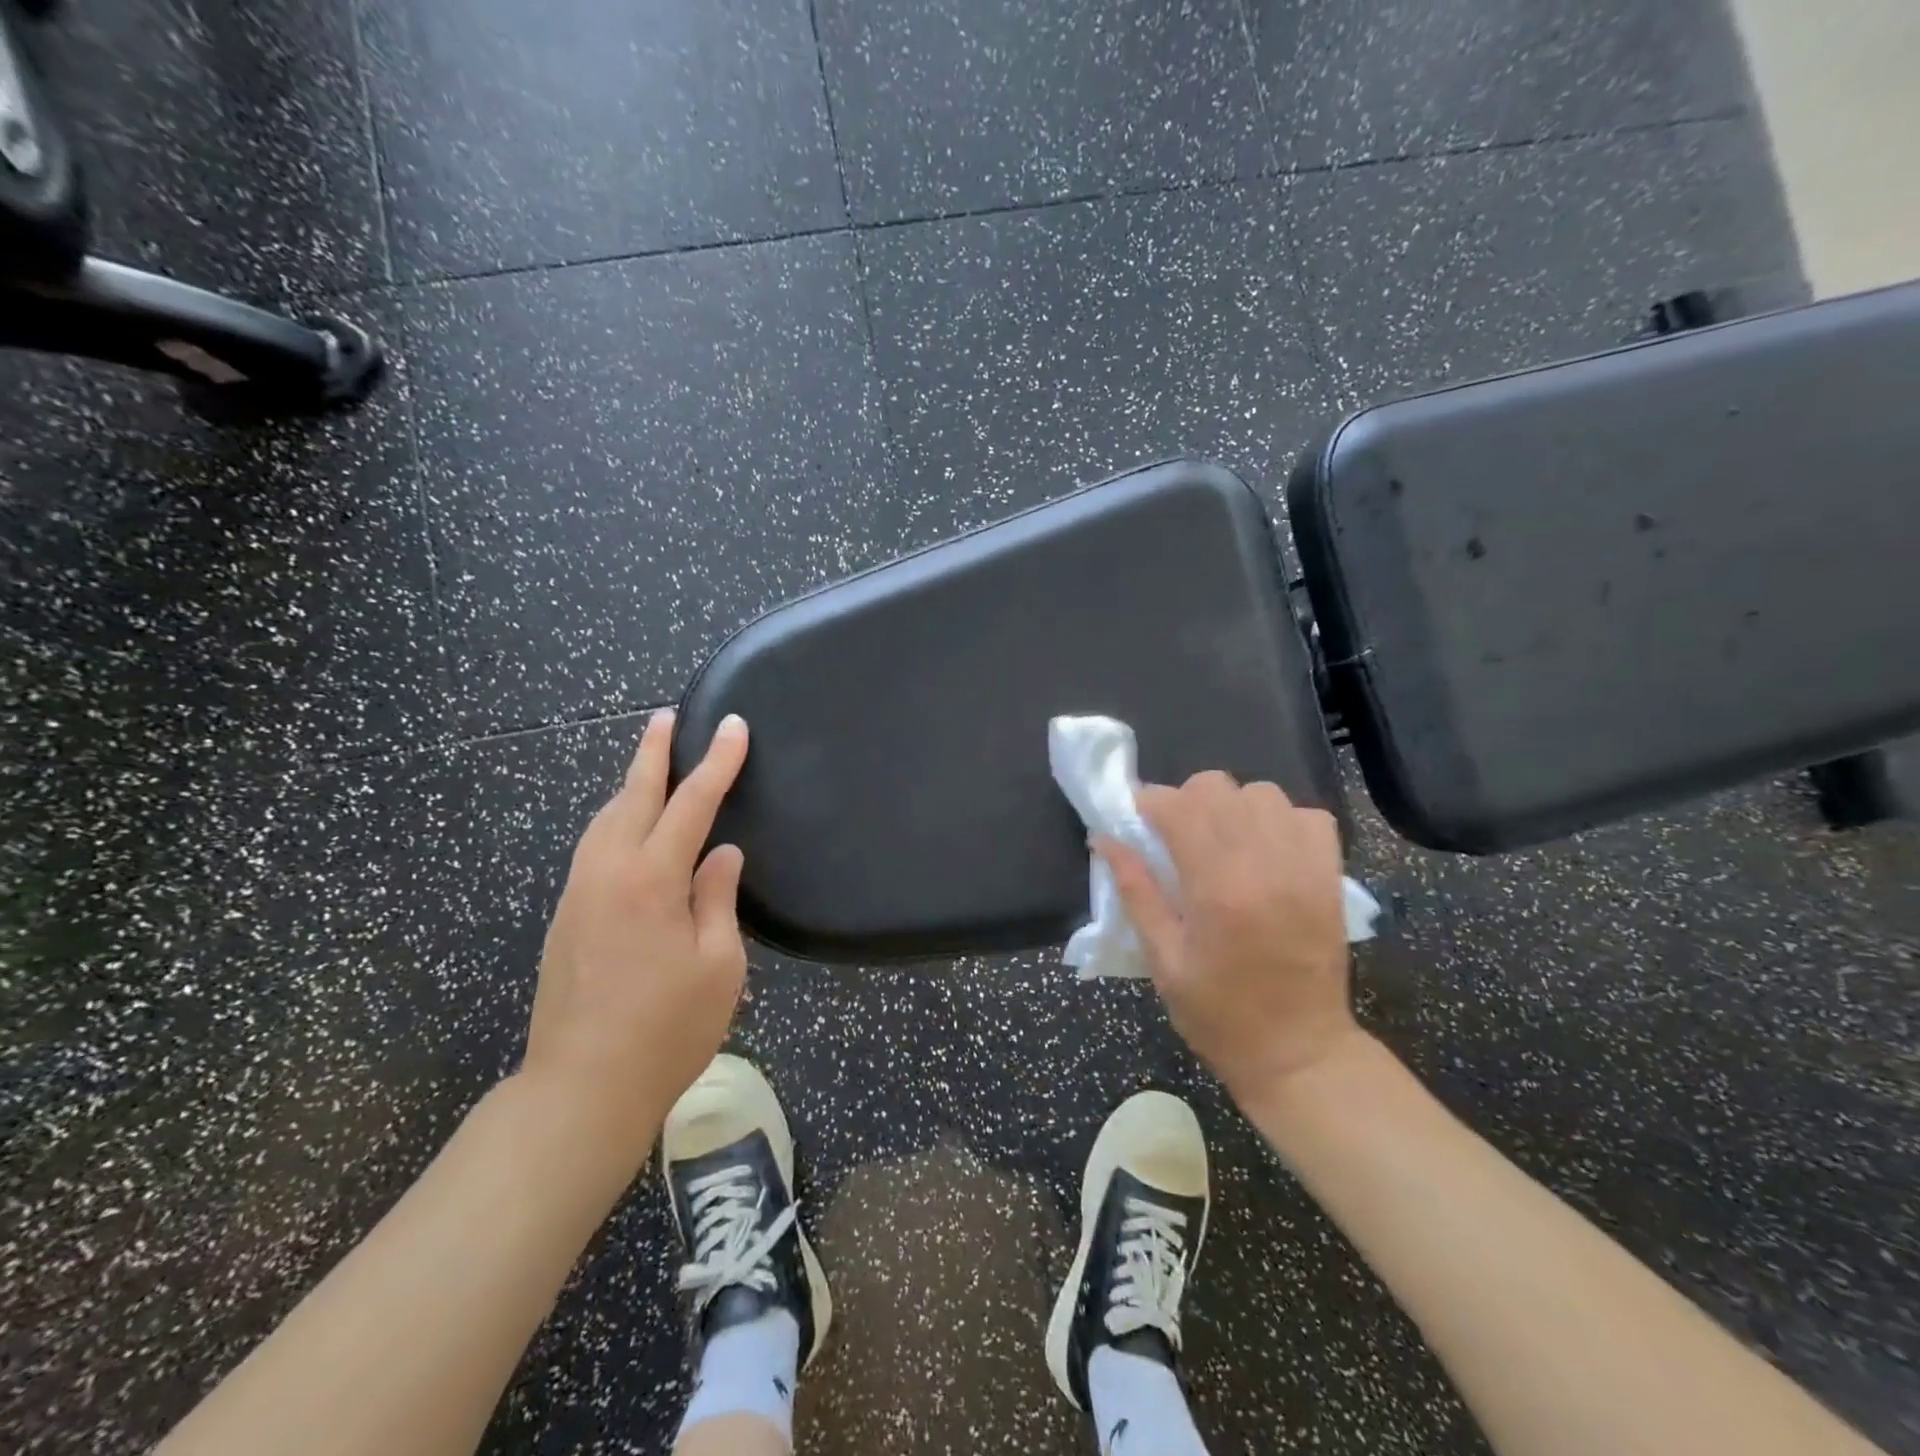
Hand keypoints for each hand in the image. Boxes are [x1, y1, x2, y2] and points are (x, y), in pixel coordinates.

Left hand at [520, 710, 750, 1174]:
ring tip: (650, 762)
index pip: (691, 804)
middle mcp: (608, 873)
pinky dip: (616, 819)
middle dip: (653, 753)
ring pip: (604, 820)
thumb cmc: (667, 1029)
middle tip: (667, 717)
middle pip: (632, 797)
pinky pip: (594, 847)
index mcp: (651, 880)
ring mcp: (579, 894)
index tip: (734, 727)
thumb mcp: (718, 965)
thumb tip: (721, 855)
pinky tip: (627, 825)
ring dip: (629, 784)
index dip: (716, 763)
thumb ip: (717, 899)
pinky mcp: (567, 917)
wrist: (582, 1089)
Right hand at [1098, 772, 1358, 1105]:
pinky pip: (1308, 816)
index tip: (1138, 819)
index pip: (1177, 807)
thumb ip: (1135, 891)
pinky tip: (1265, 849)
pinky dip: (1282, 820)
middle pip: (1218, 787)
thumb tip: (1103, 839)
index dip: (1149, 803)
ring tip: (1222, 840)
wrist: (1299, 1053)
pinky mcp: (1330, 876)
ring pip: (1263, 793)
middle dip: (1186, 800)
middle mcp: (1263, 865)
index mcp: (1216, 888)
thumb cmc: (1219, 1014)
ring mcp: (1304, 867)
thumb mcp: (1162, 959)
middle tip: (1176, 835)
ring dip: (1233, 807)